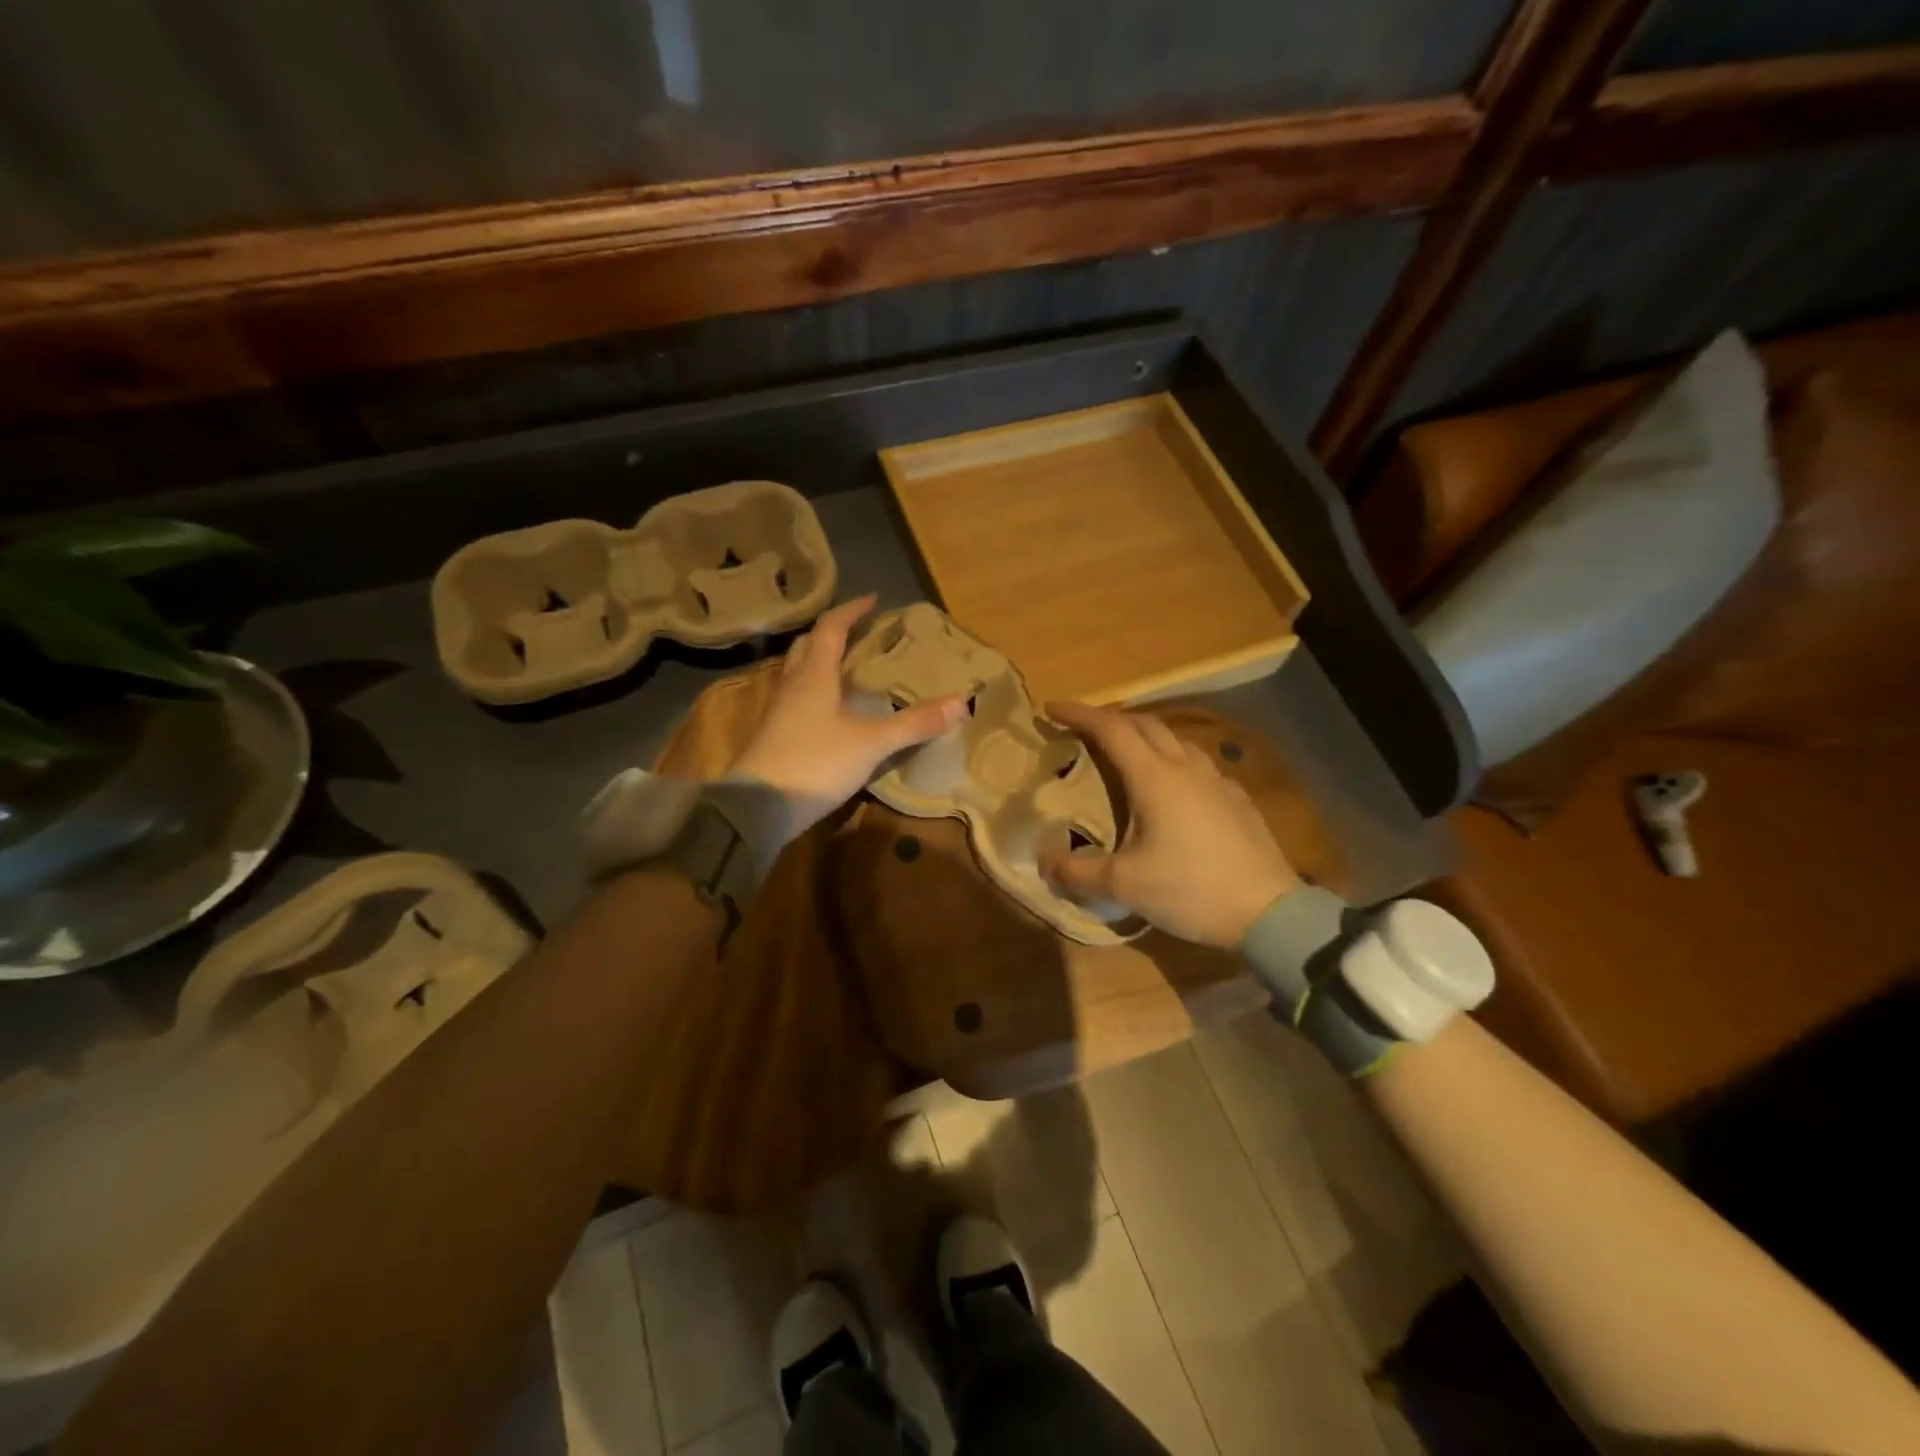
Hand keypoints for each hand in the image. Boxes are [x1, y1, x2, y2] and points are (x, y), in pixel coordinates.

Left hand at [730, 595, 963, 832]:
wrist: (757, 807)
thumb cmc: (816, 763)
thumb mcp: (871, 743)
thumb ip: (913, 723)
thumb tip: (961, 703)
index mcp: (814, 675)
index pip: (831, 629)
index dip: (851, 611)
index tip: (872, 599)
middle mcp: (791, 685)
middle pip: (808, 646)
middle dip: (832, 633)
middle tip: (857, 631)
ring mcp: (777, 711)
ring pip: (797, 672)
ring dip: (819, 661)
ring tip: (845, 667)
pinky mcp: (772, 735)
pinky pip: (794, 699)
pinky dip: (813, 691)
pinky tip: (828, 711)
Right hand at [1039, 701, 1299, 949]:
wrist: (1269, 911)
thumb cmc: (1190, 890)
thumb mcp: (1124, 886)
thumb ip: (1077, 872)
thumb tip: (1043, 860)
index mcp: (1154, 778)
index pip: (1111, 728)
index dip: (1079, 714)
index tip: (1052, 709)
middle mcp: (1185, 767)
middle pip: (1145, 724)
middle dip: (1110, 720)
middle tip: (1084, 731)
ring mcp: (1217, 780)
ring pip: (1175, 741)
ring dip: (1145, 738)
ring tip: (1127, 756)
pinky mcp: (1237, 799)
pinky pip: (1198, 765)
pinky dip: (1173, 762)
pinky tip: (1174, 790)